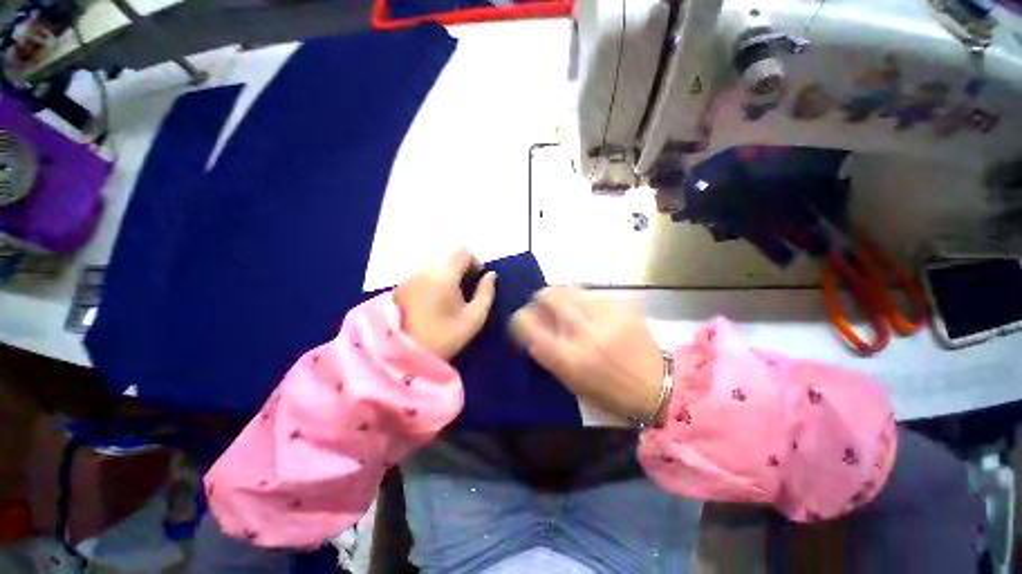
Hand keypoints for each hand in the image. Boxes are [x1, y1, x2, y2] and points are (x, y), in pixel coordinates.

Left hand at [395, 249, 496, 360]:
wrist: (403, 356)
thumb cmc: (443, 337)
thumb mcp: (473, 319)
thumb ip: (486, 293)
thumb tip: (491, 275)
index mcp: (444, 275)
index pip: (463, 252)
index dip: (475, 262)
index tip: (477, 280)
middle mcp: (425, 270)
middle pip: (449, 260)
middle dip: (461, 272)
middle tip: (465, 295)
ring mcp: (410, 277)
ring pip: (435, 268)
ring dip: (446, 278)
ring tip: (448, 301)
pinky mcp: (400, 287)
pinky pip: (423, 277)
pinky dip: (432, 284)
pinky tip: (432, 305)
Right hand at [510, 287, 664, 421]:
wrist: (658, 387)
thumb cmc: (610, 393)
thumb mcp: (571, 382)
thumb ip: (547, 354)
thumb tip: (532, 328)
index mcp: (568, 358)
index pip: (527, 325)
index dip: (518, 319)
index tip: (521, 320)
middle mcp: (585, 332)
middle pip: (548, 296)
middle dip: (538, 299)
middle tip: (541, 306)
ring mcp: (606, 316)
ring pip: (568, 289)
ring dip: (559, 296)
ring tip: (563, 306)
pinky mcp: (622, 306)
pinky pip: (590, 294)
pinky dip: (582, 300)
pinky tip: (588, 311)